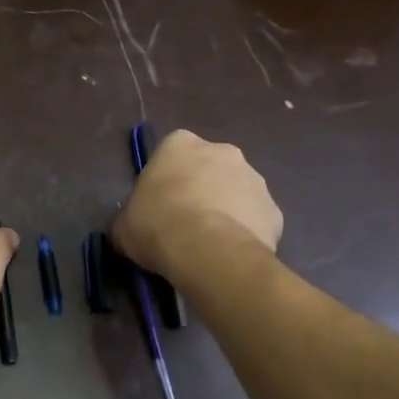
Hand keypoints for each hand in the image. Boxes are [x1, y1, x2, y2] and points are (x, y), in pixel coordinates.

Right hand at [112, 130, 282, 283]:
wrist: (208, 252)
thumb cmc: (157, 225)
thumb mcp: (124, 224)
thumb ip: (130, 218)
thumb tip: (132, 229)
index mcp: (180, 144)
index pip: (171, 153)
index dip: (166, 180)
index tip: (160, 204)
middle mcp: (222, 151)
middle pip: (209, 168)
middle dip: (202, 189)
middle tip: (186, 223)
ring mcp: (254, 179)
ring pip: (237, 192)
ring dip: (226, 210)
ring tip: (209, 244)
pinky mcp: (275, 210)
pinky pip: (256, 220)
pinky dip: (246, 233)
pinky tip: (230, 255)